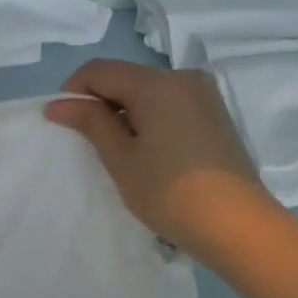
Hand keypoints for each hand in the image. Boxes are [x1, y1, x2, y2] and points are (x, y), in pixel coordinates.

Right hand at [46, 60, 273, 263]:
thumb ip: (90, 122)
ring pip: (149, 92)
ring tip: (120, 152)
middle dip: (101, 102)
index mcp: (156, 83)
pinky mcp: (216, 116)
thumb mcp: (122, 159)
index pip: (100, 70)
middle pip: (126, 77)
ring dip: (126, 112)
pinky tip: (150, 153)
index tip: (63, 123)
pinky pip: (170, 105)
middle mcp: (182, 78)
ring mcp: (204, 96)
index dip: (74, 91)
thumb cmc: (170, 192)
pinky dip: (151, 119)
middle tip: (89, 142)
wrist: (240, 228)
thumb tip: (58, 103)